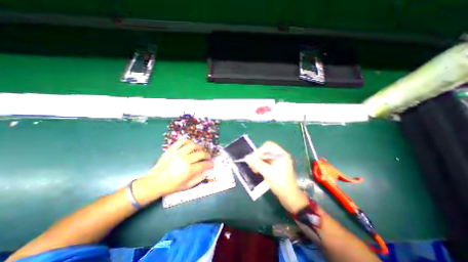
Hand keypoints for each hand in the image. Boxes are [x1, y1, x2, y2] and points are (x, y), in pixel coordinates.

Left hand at [132, 141, 213, 205]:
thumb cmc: (171, 186)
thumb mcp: (187, 186)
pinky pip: (182, 141)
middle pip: (201, 153)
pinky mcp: (172, 149)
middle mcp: (184, 159)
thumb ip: (199, 178)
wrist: (154, 182)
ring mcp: (177, 153)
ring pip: (193, 145)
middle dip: (207, 155)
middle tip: (208, 158)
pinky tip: (191, 145)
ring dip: (199, 147)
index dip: (210, 164)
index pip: (204, 164)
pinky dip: (188, 141)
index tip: (212, 164)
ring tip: (200, 150)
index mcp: (188, 170)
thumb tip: (208, 171)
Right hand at [247, 142, 309, 212]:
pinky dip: (261, 164)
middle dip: (258, 156)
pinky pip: (266, 161)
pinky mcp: (276, 166)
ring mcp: (279, 161)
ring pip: (265, 156)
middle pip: (266, 150)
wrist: (289, 196)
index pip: (268, 146)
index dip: (258, 151)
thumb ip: (257, 164)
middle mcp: (280, 155)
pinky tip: (257, 170)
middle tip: (251, 163)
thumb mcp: (268, 173)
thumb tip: (247, 158)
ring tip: (253, 168)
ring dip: (258, 160)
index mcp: (281, 154)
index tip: (252, 159)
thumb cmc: (280, 183)